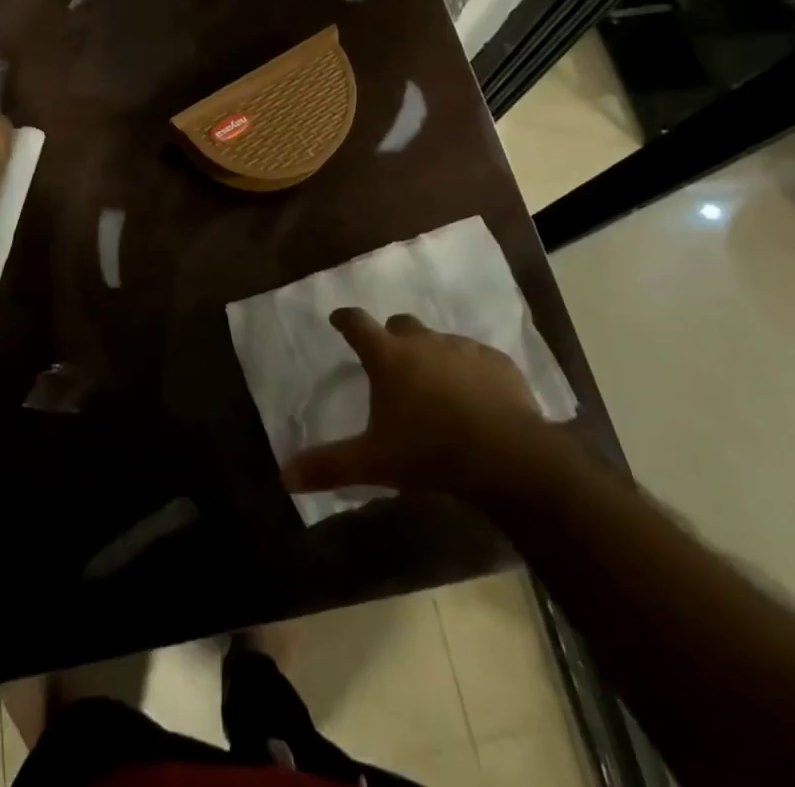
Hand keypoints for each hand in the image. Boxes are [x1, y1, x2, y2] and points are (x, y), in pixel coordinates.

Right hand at [282, 309, 560, 498]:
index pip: (356, 323)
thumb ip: (329, 465)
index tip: (338, 319)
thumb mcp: (374, 463)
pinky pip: (477, 358)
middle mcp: (423, 341)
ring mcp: (463, 349)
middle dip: (392, 338)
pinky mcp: (498, 363)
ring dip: (432, 355)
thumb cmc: (431, 453)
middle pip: (400, 325)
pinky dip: (469, 371)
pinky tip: (476, 398)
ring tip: (436, 387)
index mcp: (388, 356)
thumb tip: (285, 475)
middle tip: (391, 363)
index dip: (344, 319)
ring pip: (439, 341)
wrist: (509, 457)